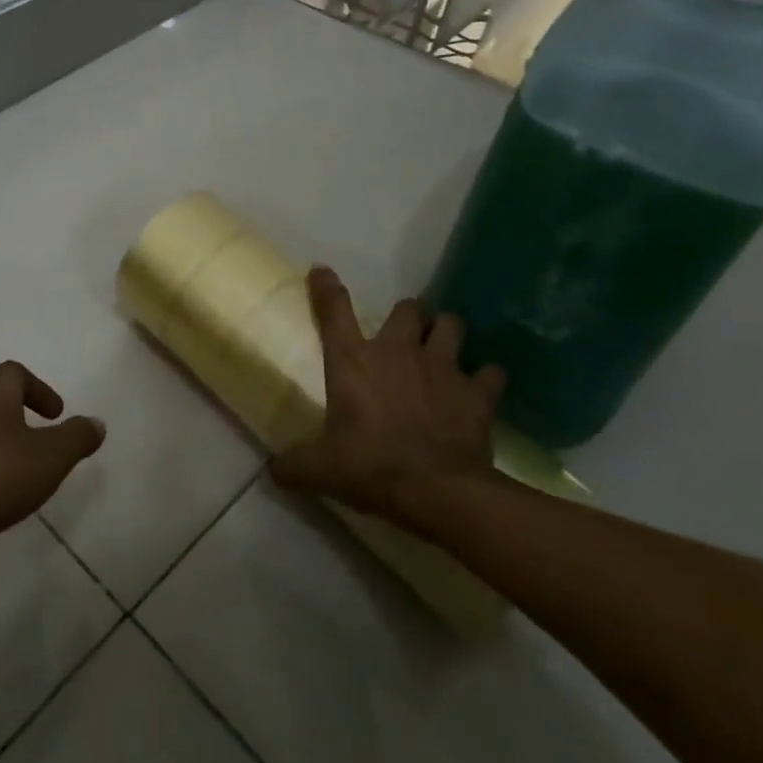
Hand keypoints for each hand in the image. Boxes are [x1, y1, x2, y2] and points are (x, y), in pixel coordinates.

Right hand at [270, 266, 506, 535]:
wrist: (438, 491)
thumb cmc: (370, 468)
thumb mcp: (320, 469)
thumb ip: (294, 464)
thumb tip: (273, 469)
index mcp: (353, 361)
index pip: (335, 311)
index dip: (327, 287)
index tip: (322, 270)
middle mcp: (398, 352)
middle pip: (408, 309)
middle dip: (409, 314)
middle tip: (406, 330)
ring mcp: (442, 367)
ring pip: (451, 325)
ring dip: (447, 331)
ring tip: (443, 345)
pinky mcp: (477, 393)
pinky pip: (490, 373)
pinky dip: (487, 378)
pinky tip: (483, 387)